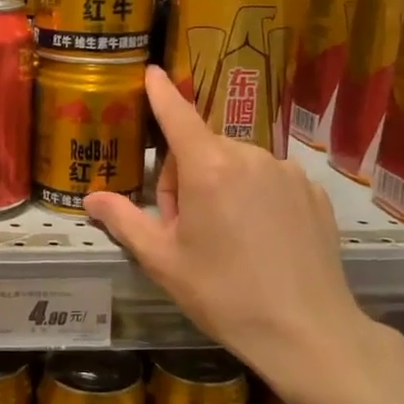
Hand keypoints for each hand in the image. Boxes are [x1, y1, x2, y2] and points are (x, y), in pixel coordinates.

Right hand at [82, 67, 400, 403]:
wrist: (307, 333)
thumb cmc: (224, 294)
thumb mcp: (163, 261)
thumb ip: (124, 221)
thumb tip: (90, 199)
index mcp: (209, 168)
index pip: (177, 115)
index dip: (160, 92)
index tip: (152, 70)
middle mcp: (250, 157)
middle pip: (203, 149)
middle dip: (184, 178)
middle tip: (185, 230)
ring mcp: (288, 172)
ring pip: (237, 165)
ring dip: (221, 187)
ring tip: (225, 240)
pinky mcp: (314, 192)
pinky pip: (271, 180)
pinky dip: (256, 198)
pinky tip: (261, 241)